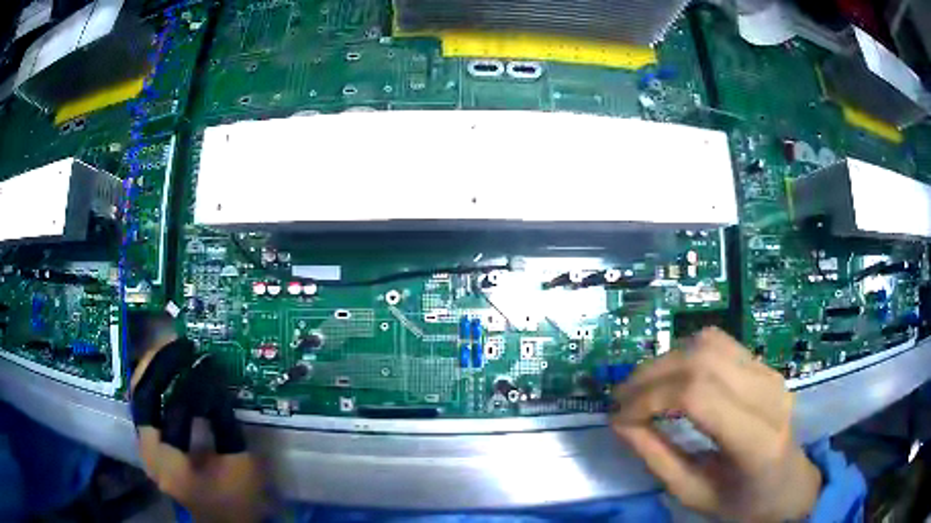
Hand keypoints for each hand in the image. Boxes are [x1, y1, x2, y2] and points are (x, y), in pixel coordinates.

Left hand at [130, 318, 266, 522]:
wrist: (221, 522)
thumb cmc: (237, 499)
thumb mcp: (240, 463)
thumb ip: (224, 421)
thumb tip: (213, 378)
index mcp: (175, 465)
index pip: (176, 411)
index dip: (194, 383)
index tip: (208, 361)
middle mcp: (150, 454)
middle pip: (143, 396)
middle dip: (161, 364)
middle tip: (182, 345)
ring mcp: (144, 448)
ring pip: (136, 395)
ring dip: (151, 368)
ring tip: (170, 348)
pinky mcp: (147, 443)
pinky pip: (142, 404)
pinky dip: (150, 382)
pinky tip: (163, 369)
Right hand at [611, 328, 821, 521]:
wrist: (788, 485)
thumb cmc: (742, 502)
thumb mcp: (694, 494)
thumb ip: (657, 458)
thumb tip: (620, 422)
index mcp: (756, 440)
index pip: (698, 396)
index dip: (651, 398)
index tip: (619, 416)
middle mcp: (768, 395)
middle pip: (702, 360)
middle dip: (651, 375)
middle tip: (622, 398)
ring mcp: (770, 374)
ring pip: (709, 343)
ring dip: (667, 359)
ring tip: (643, 386)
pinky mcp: (765, 366)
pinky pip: (720, 344)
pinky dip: (686, 354)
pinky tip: (673, 376)